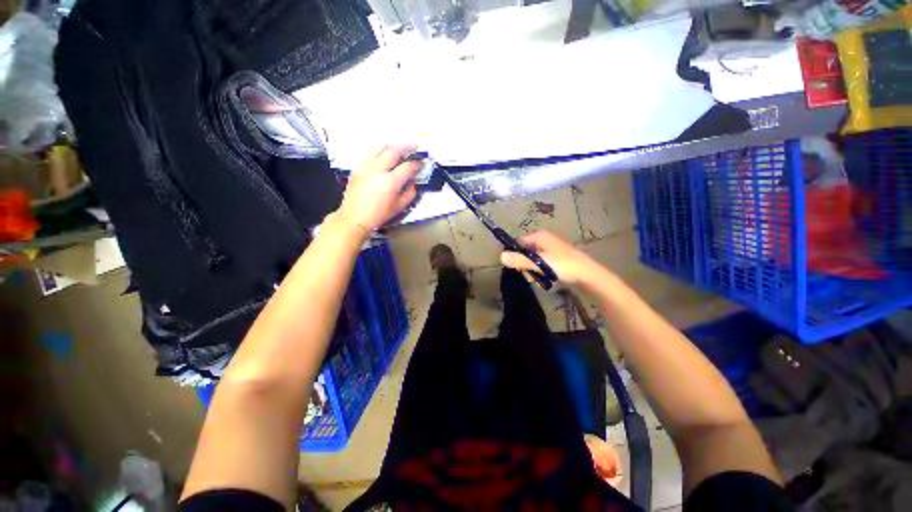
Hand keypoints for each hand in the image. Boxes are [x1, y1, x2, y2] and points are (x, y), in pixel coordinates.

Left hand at [336, 145, 421, 232]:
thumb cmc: (376, 215)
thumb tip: (413, 184)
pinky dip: (379, 150)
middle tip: (414, 147)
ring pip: (380, 147)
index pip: (408, 166)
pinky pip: (370, 153)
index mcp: (390, 182)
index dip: (417, 164)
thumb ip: (410, 193)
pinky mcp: (358, 168)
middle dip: (406, 147)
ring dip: (392, 145)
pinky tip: (383, 153)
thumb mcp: (399, 207)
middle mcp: (377, 171)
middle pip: (394, 150)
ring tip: (399, 146)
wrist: (355, 218)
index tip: (420, 164)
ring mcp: (366, 167)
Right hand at [500, 231, 606, 286]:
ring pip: (532, 258)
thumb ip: (520, 260)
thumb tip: (500, 257)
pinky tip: (543, 278)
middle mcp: (544, 239)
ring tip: (536, 278)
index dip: (513, 254)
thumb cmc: (564, 265)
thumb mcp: (540, 263)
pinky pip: (541, 263)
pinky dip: (539, 270)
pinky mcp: (556, 258)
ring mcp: (550, 248)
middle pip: (524, 250)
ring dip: (531, 268)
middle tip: (527, 274)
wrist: (589, 275)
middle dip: (523, 263)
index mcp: (539, 236)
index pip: (518, 242)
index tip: (513, 266)